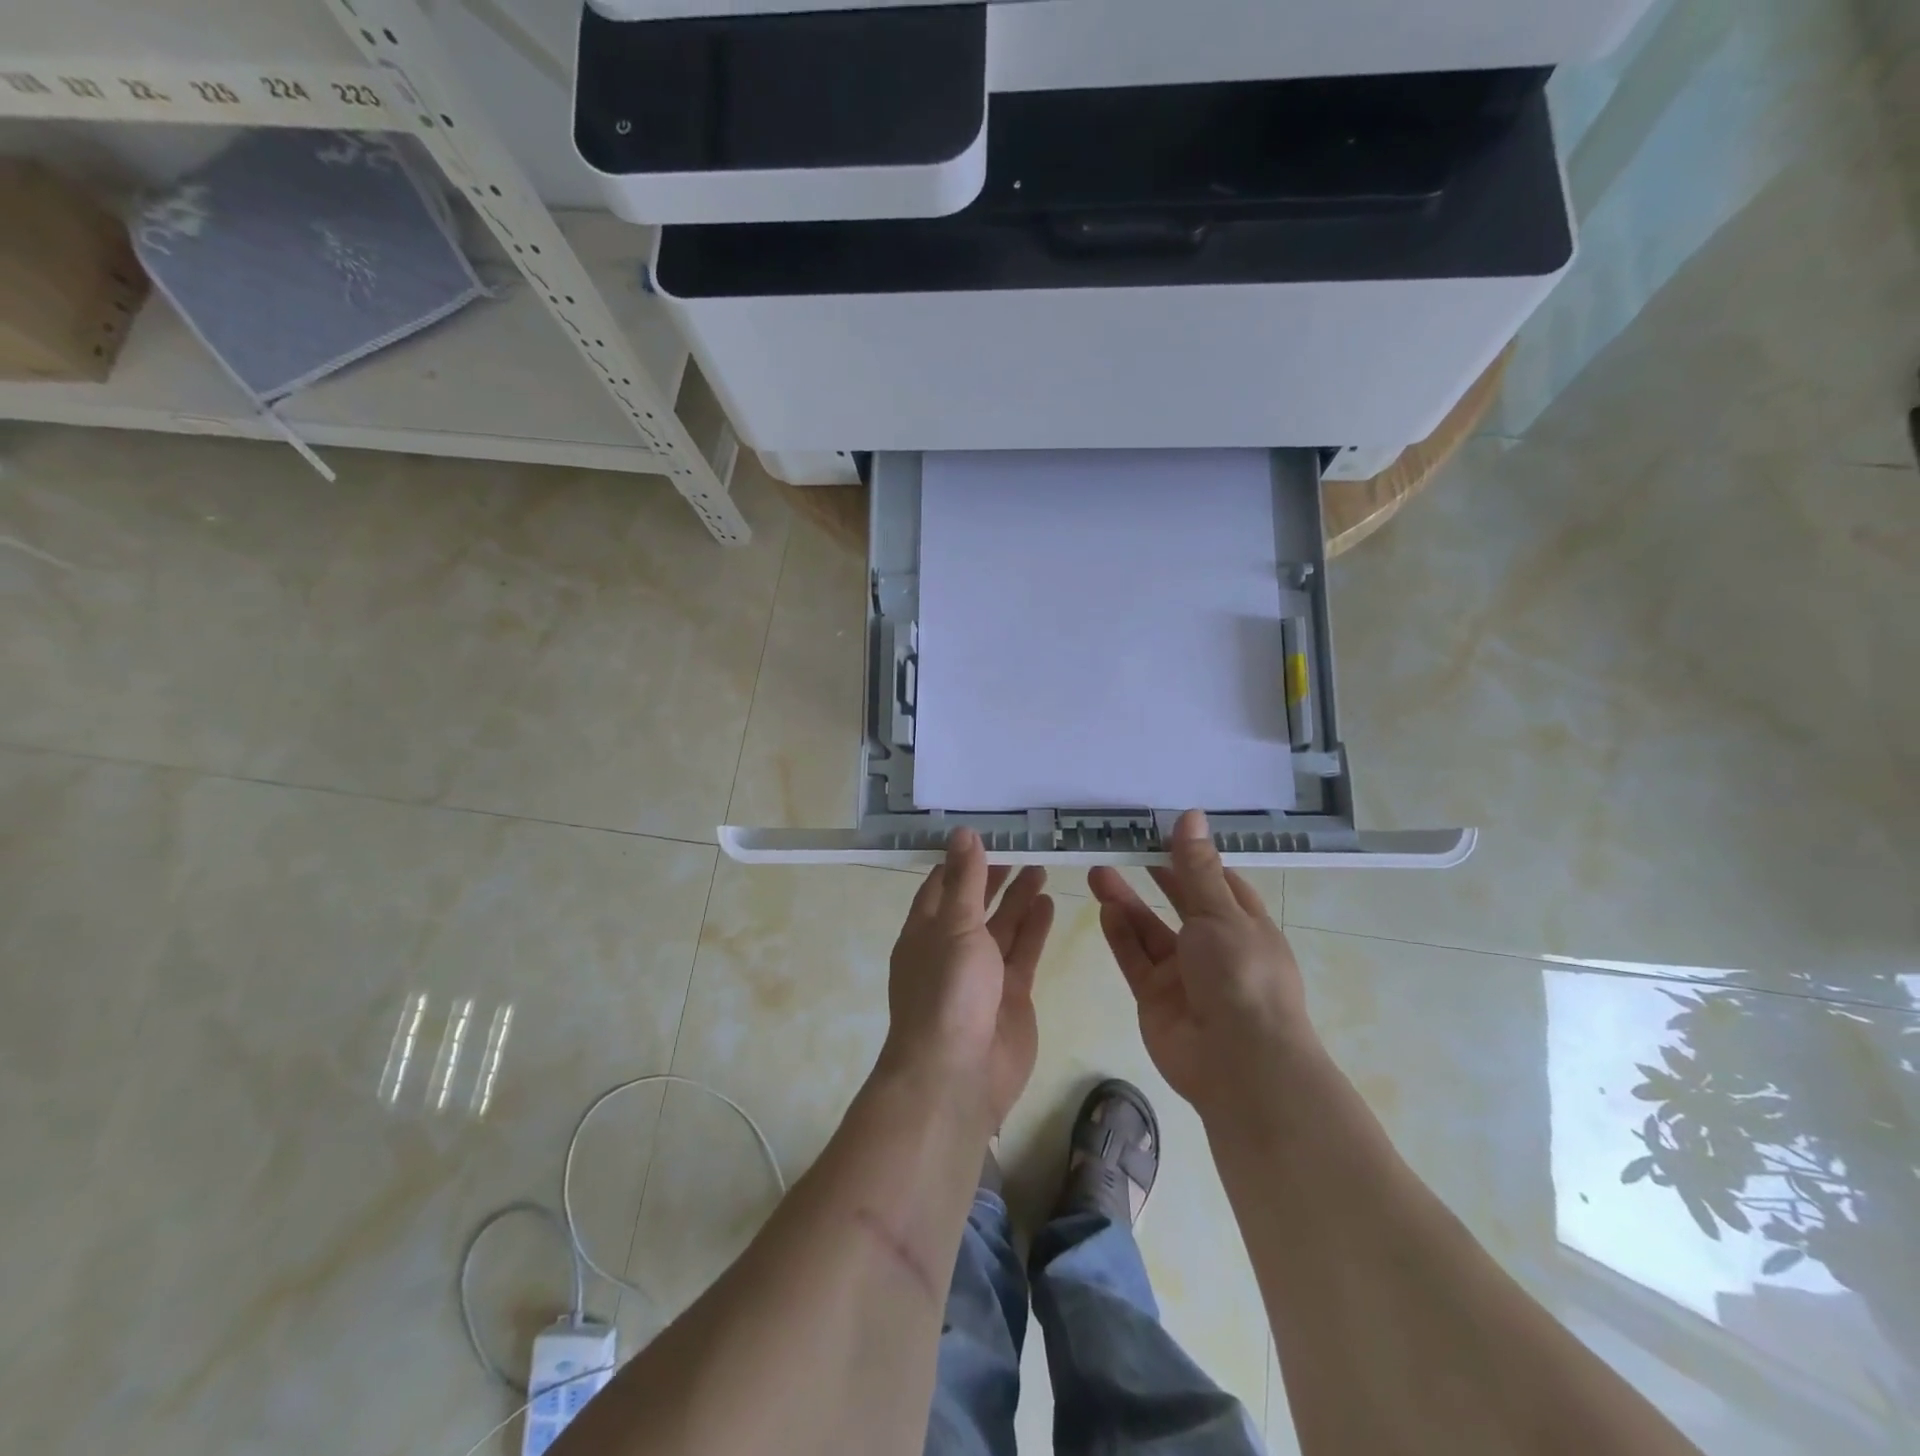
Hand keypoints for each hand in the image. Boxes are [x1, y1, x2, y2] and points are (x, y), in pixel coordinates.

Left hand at [883, 829, 1054, 1127]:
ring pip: (1003, 926)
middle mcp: (951, 948)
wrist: (959, 1074)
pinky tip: (1049, 902)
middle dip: (994, 876)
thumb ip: (965, 881)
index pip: (941, 885)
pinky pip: (1023, 951)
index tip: (985, 831)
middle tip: (1022, 845)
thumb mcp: (954, 926)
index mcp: (925, 931)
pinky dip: (1035, 928)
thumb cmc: (947, 991)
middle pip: (975, 903)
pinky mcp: (1011, 993)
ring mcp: (982, 973)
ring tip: (1041, 866)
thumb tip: (964, 833)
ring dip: (1019, 898)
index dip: (961, 859)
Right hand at [1088, 810, 1313, 1115]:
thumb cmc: (1242, 975)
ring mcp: (1183, 974)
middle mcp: (1214, 946)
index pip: (1216, 881)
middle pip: (1179, 902)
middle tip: (1119, 844)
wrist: (1240, 1064)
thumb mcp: (1221, 913)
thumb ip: (1196, 867)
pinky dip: (1120, 935)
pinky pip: (1135, 959)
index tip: (1159, 828)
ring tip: (1097, 870)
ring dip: (1126, 901)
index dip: (1190, 855)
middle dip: (1152, 874)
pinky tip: (1104, 909)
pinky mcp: (1156, 997)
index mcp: (1243, 924)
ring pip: (1149, 929)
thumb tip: (1191, 815)